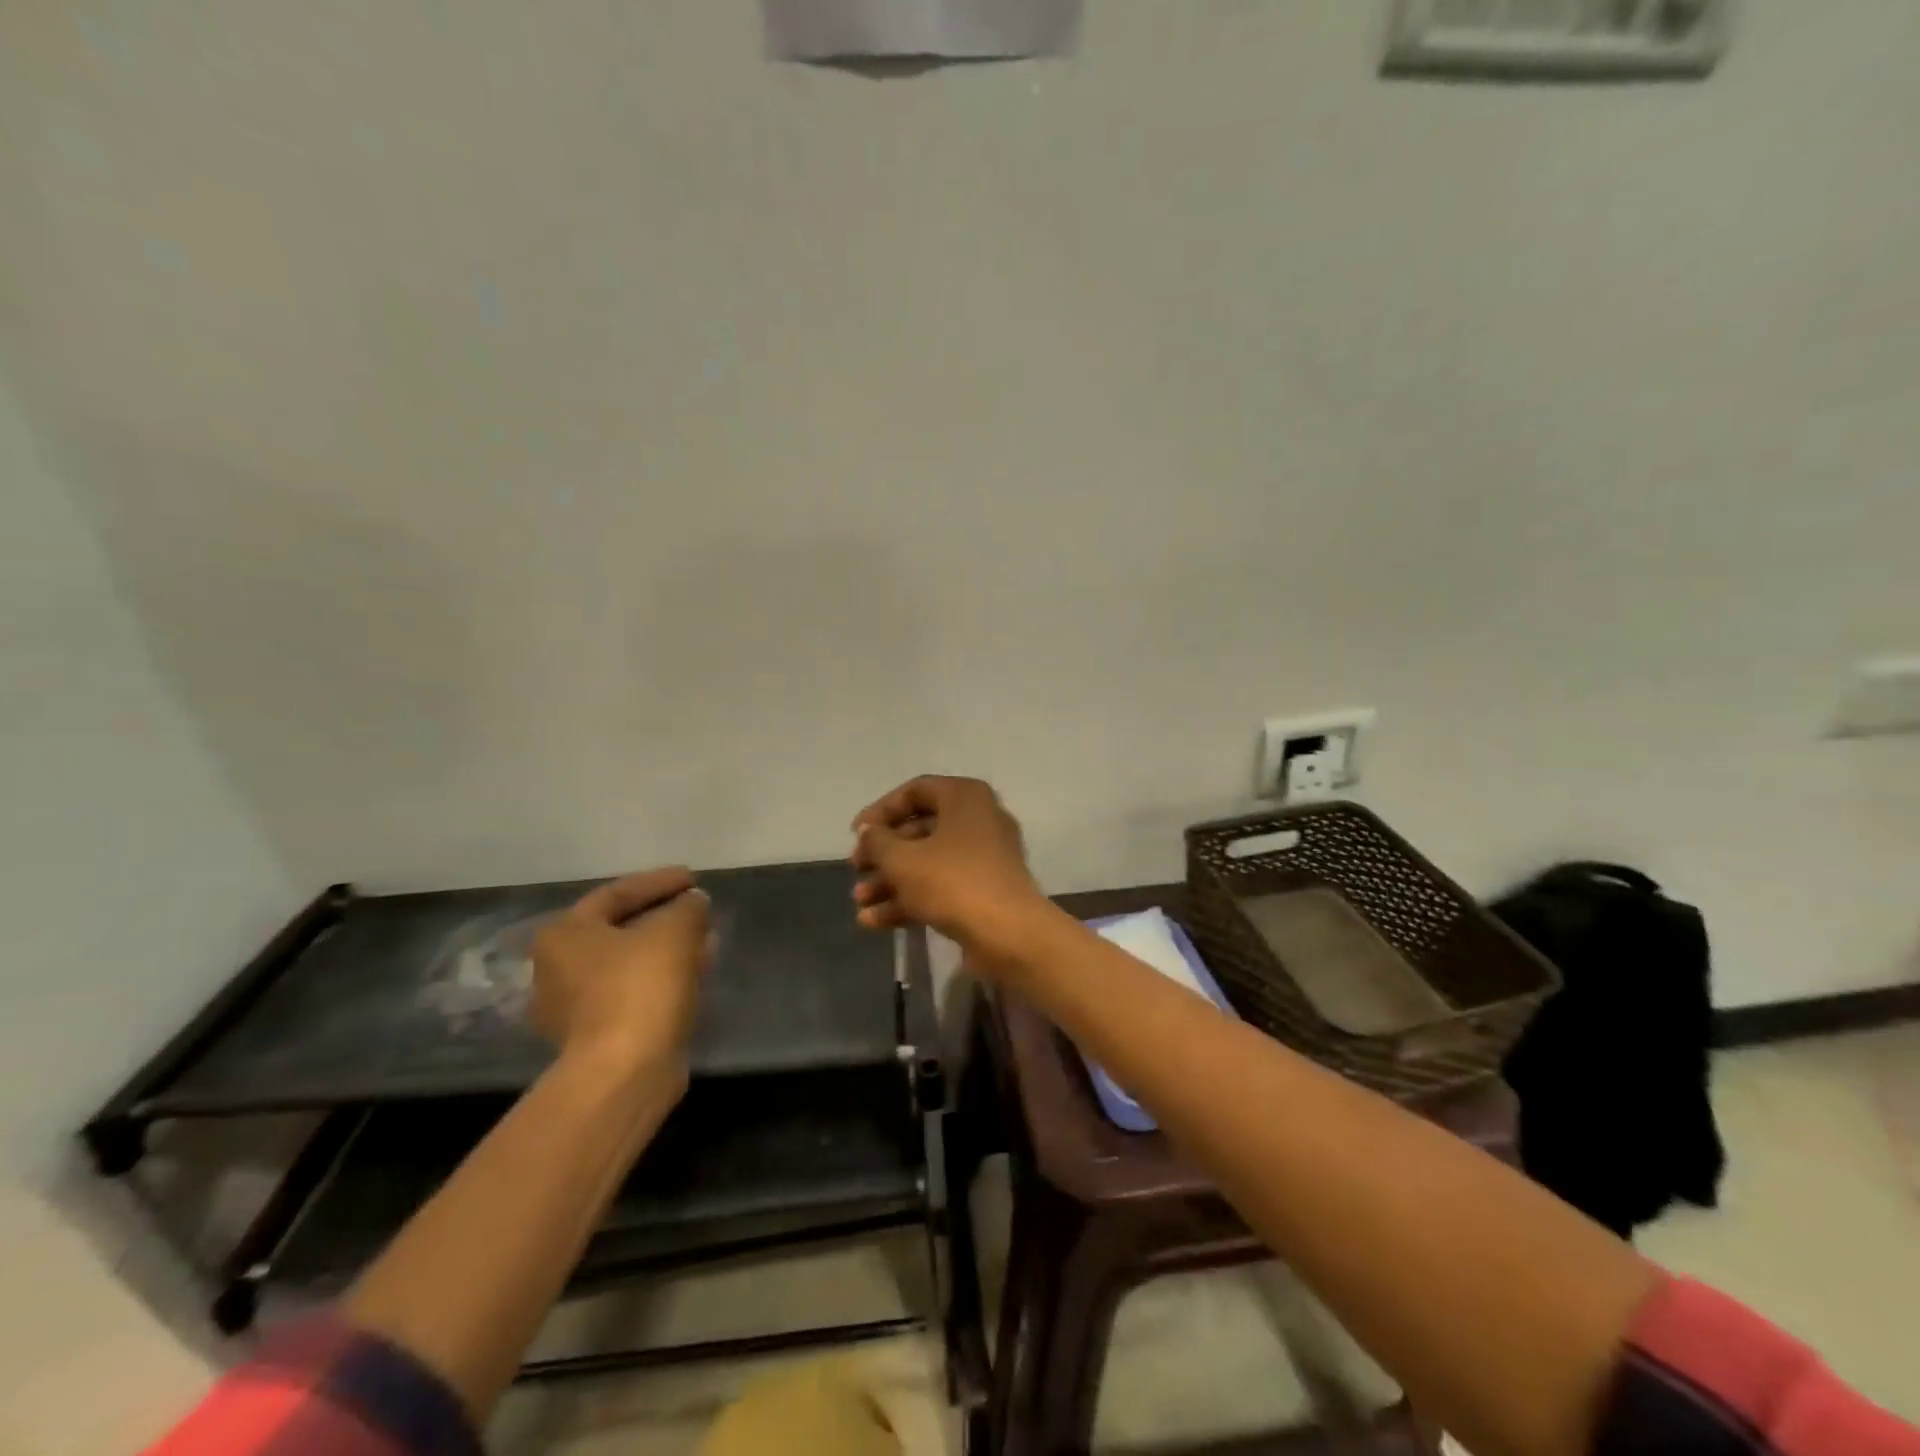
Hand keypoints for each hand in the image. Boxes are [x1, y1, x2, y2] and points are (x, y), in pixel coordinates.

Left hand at [530, 867, 711, 1086]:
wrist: (624, 1072)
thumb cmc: (640, 987)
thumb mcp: (675, 931)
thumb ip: (688, 907)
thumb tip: (693, 903)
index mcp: (564, 935)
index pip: (616, 894)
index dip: (659, 882)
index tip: (694, 878)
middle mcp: (556, 969)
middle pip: (619, 930)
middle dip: (663, 917)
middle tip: (697, 909)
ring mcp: (573, 1008)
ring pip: (628, 964)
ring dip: (666, 949)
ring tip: (705, 941)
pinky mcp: (595, 1037)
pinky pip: (632, 992)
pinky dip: (661, 978)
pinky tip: (694, 974)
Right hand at [850, 776, 1047, 952]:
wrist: (1008, 935)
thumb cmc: (952, 882)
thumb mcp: (902, 859)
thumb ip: (877, 841)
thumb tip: (868, 831)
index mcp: (965, 797)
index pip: (915, 791)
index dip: (881, 811)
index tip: (856, 833)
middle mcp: (979, 820)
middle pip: (920, 830)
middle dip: (883, 853)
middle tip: (856, 869)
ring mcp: (985, 858)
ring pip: (928, 862)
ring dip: (891, 881)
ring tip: (860, 902)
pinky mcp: (985, 891)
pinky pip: (942, 886)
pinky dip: (911, 900)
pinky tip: (875, 922)